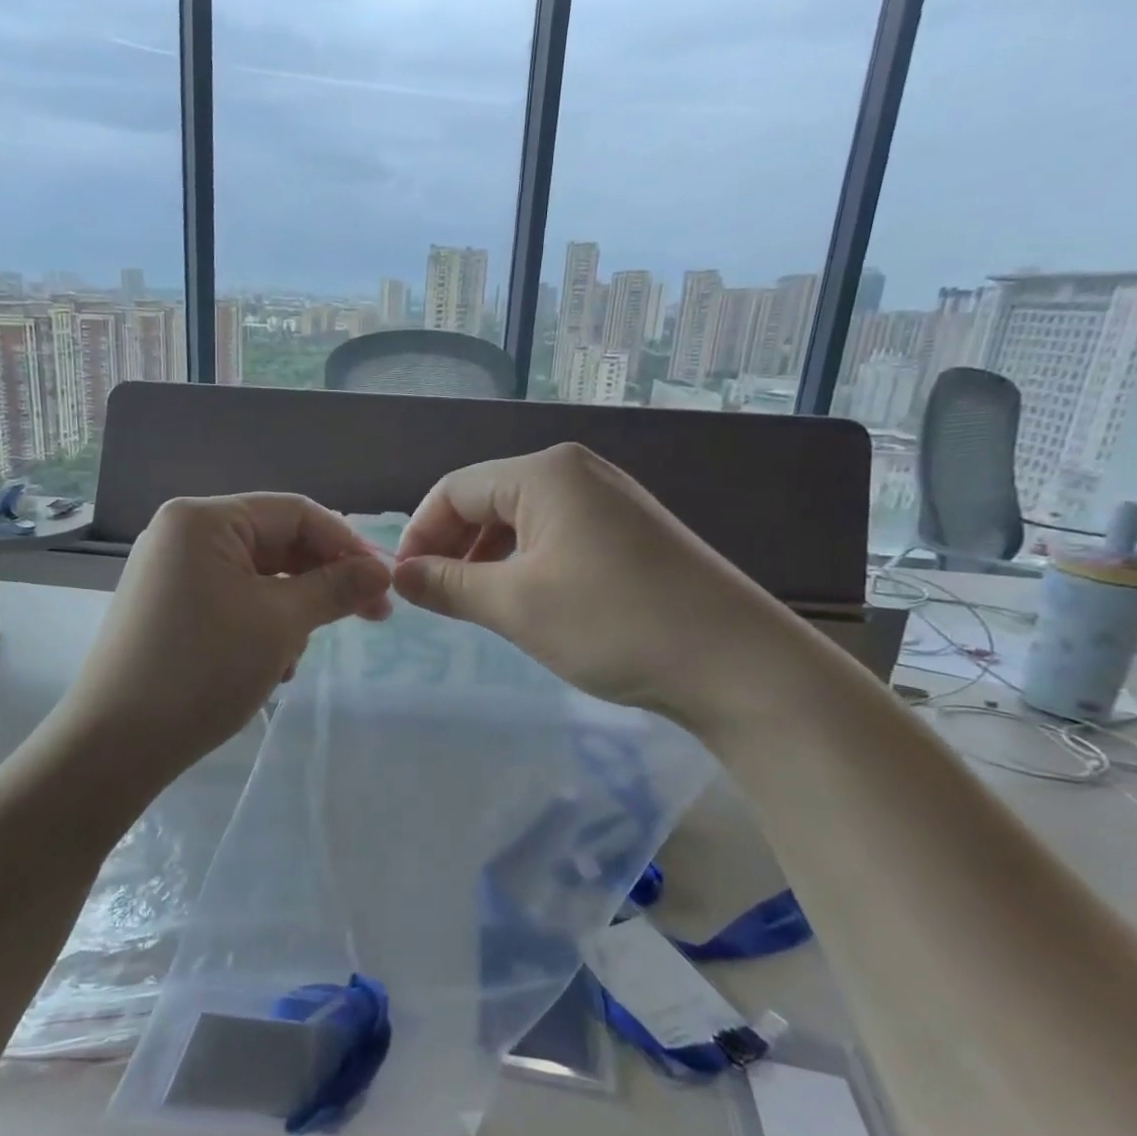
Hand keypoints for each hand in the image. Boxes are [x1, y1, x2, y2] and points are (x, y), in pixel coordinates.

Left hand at [58, 493, 391, 776]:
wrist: (114, 745)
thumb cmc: (203, 670)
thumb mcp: (281, 624)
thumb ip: (336, 588)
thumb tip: (382, 571)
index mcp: (204, 519)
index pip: (295, 513)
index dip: (347, 545)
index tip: (385, 585)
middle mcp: (183, 534)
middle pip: (275, 543)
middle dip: (320, 584)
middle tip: (367, 618)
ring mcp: (171, 572)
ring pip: (257, 577)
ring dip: (291, 613)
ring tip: (293, 659)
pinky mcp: (167, 607)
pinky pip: (231, 600)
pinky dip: (260, 626)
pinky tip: (268, 668)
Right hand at [391, 443, 798, 735]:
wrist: (737, 663)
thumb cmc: (613, 623)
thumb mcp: (515, 605)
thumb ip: (448, 585)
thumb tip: (400, 575)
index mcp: (545, 472)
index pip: (455, 489)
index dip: (419, 533)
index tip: (400, 582)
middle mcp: (576, 472)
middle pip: (488, 499)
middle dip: (451, 545)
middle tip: (432, 596)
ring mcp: (609, 500)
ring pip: (522, 520)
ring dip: (486, 557)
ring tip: (473, 602)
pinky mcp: (630, 532)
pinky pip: (556, 536)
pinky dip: (525, 563)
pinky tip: (524, 599)